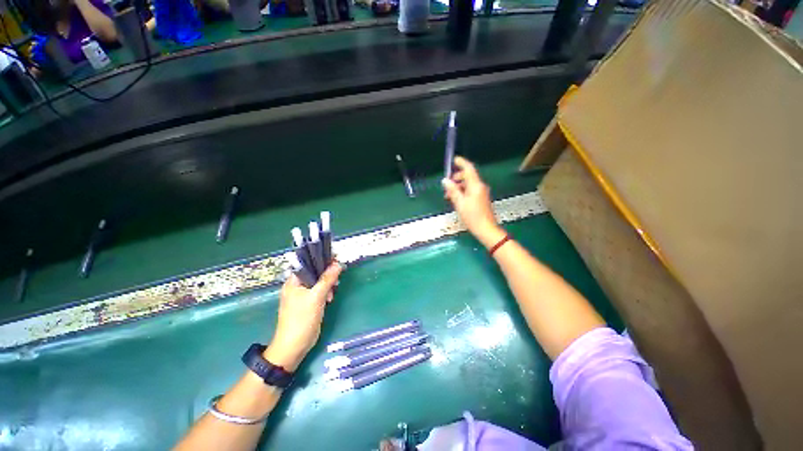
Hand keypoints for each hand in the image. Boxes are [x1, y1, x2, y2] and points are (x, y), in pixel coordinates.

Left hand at [264, 262, 343, 370]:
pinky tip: (331, 297)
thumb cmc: (302, 319)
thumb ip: (327, 279)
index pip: (308, 263)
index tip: (336, 259)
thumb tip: (338, 264)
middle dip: (327, 273)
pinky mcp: (309, 303)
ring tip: (335, 289)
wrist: (294, 346)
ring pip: (319, 282)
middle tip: (338, 276)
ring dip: (328, 283)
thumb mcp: (316, 297)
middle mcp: (297, 285)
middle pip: (315, 272)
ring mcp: (303, 294)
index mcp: (294, 281)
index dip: (322, 259)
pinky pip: (319, 291)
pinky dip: (326, 291)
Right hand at [442, 156, 505, 248]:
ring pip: (468, 184)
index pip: (469, 168)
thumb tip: (445, 180)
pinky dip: (463, 192)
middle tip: (446, 186)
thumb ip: (452, 190)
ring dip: (458, 187)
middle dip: (456, 178)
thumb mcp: (459, 203)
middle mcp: (480, 186)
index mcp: (475, 185)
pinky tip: (456, 200)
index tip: (454, 160)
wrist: (486, 229)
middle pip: (468, 176)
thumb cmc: (472, 217)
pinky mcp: (482, 198)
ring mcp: (482, 192)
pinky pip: (471, 190)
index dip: (461, 162)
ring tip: (449, 196)